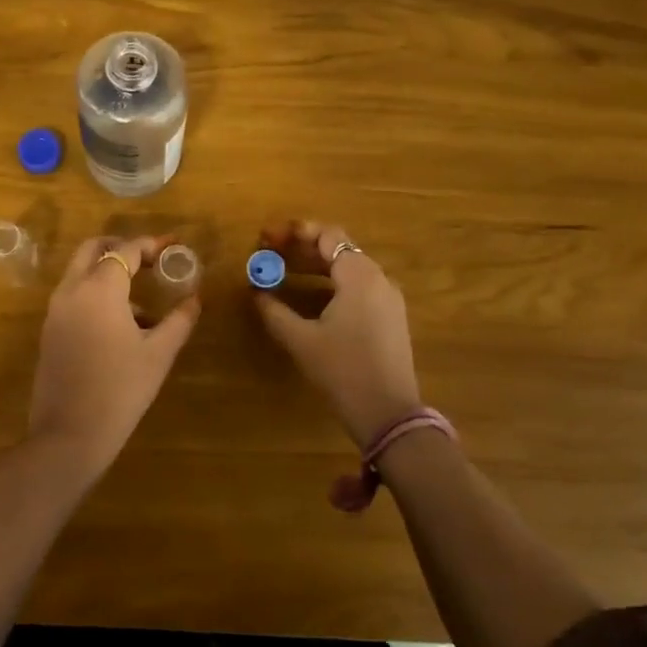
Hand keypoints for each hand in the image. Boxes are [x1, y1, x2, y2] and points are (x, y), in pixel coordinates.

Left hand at [29, 236, 199, 473]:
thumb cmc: (120, 390)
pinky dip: (95, 294)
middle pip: (93, 249)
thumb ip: (179, 320)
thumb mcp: (158, 354)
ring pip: (80, 272)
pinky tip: (121, 327)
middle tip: (148, 259)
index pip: (126, 250)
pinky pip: (73, 296)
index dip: (150, 244)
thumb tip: (195, 299)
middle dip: (120, 247)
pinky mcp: (49, 331)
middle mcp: (72, 290)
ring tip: (142, 303)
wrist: (69, 435)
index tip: (172, 246)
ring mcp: (55, 311)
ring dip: (107, 272)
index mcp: (100, 289)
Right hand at [255, 221, 422, 446]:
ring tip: (284, 270)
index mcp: (360, 276)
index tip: (268, 237)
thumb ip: (274, 311)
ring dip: (316, 265)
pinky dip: (332, 282)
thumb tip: (256, 291)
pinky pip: (358, 286)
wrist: (388, 415)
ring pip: (349, 268)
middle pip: (339, 249)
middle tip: (270, 252)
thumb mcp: (301, 340)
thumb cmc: (343, 371)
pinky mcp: (390, 317)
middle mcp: (379, 279)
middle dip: (303, 247)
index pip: (328, 235)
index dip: (296, 232)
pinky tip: (310, 295)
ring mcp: (388, 299)